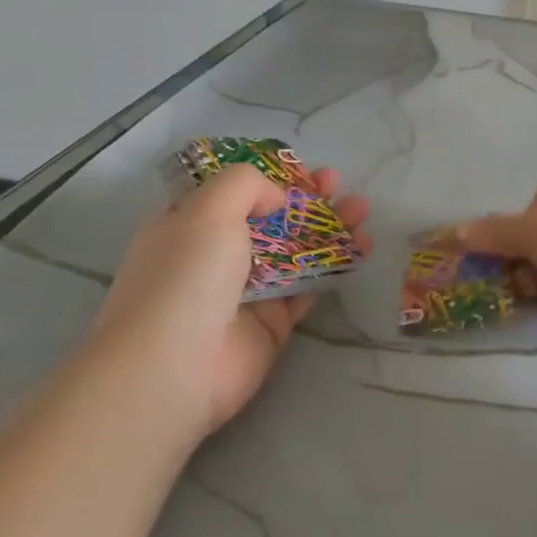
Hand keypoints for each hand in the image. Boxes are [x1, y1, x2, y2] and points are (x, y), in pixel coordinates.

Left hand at [88, 164, 371, 436]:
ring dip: (329, 227)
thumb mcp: (209, 208)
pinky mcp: (272, 323)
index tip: (302, 168)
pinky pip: (308, 286)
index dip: (268, 177)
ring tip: (362, 209)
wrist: (174, 368)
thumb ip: (247, 185)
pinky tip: (362, 246)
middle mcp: (215, 255)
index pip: (232, 192)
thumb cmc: (186, 275)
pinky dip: (335, 265)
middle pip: (270, 218)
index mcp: (188, 224)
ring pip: (295, 250)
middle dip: (306, 198)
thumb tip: (277, 198)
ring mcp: (245, 291)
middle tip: (338, 184)